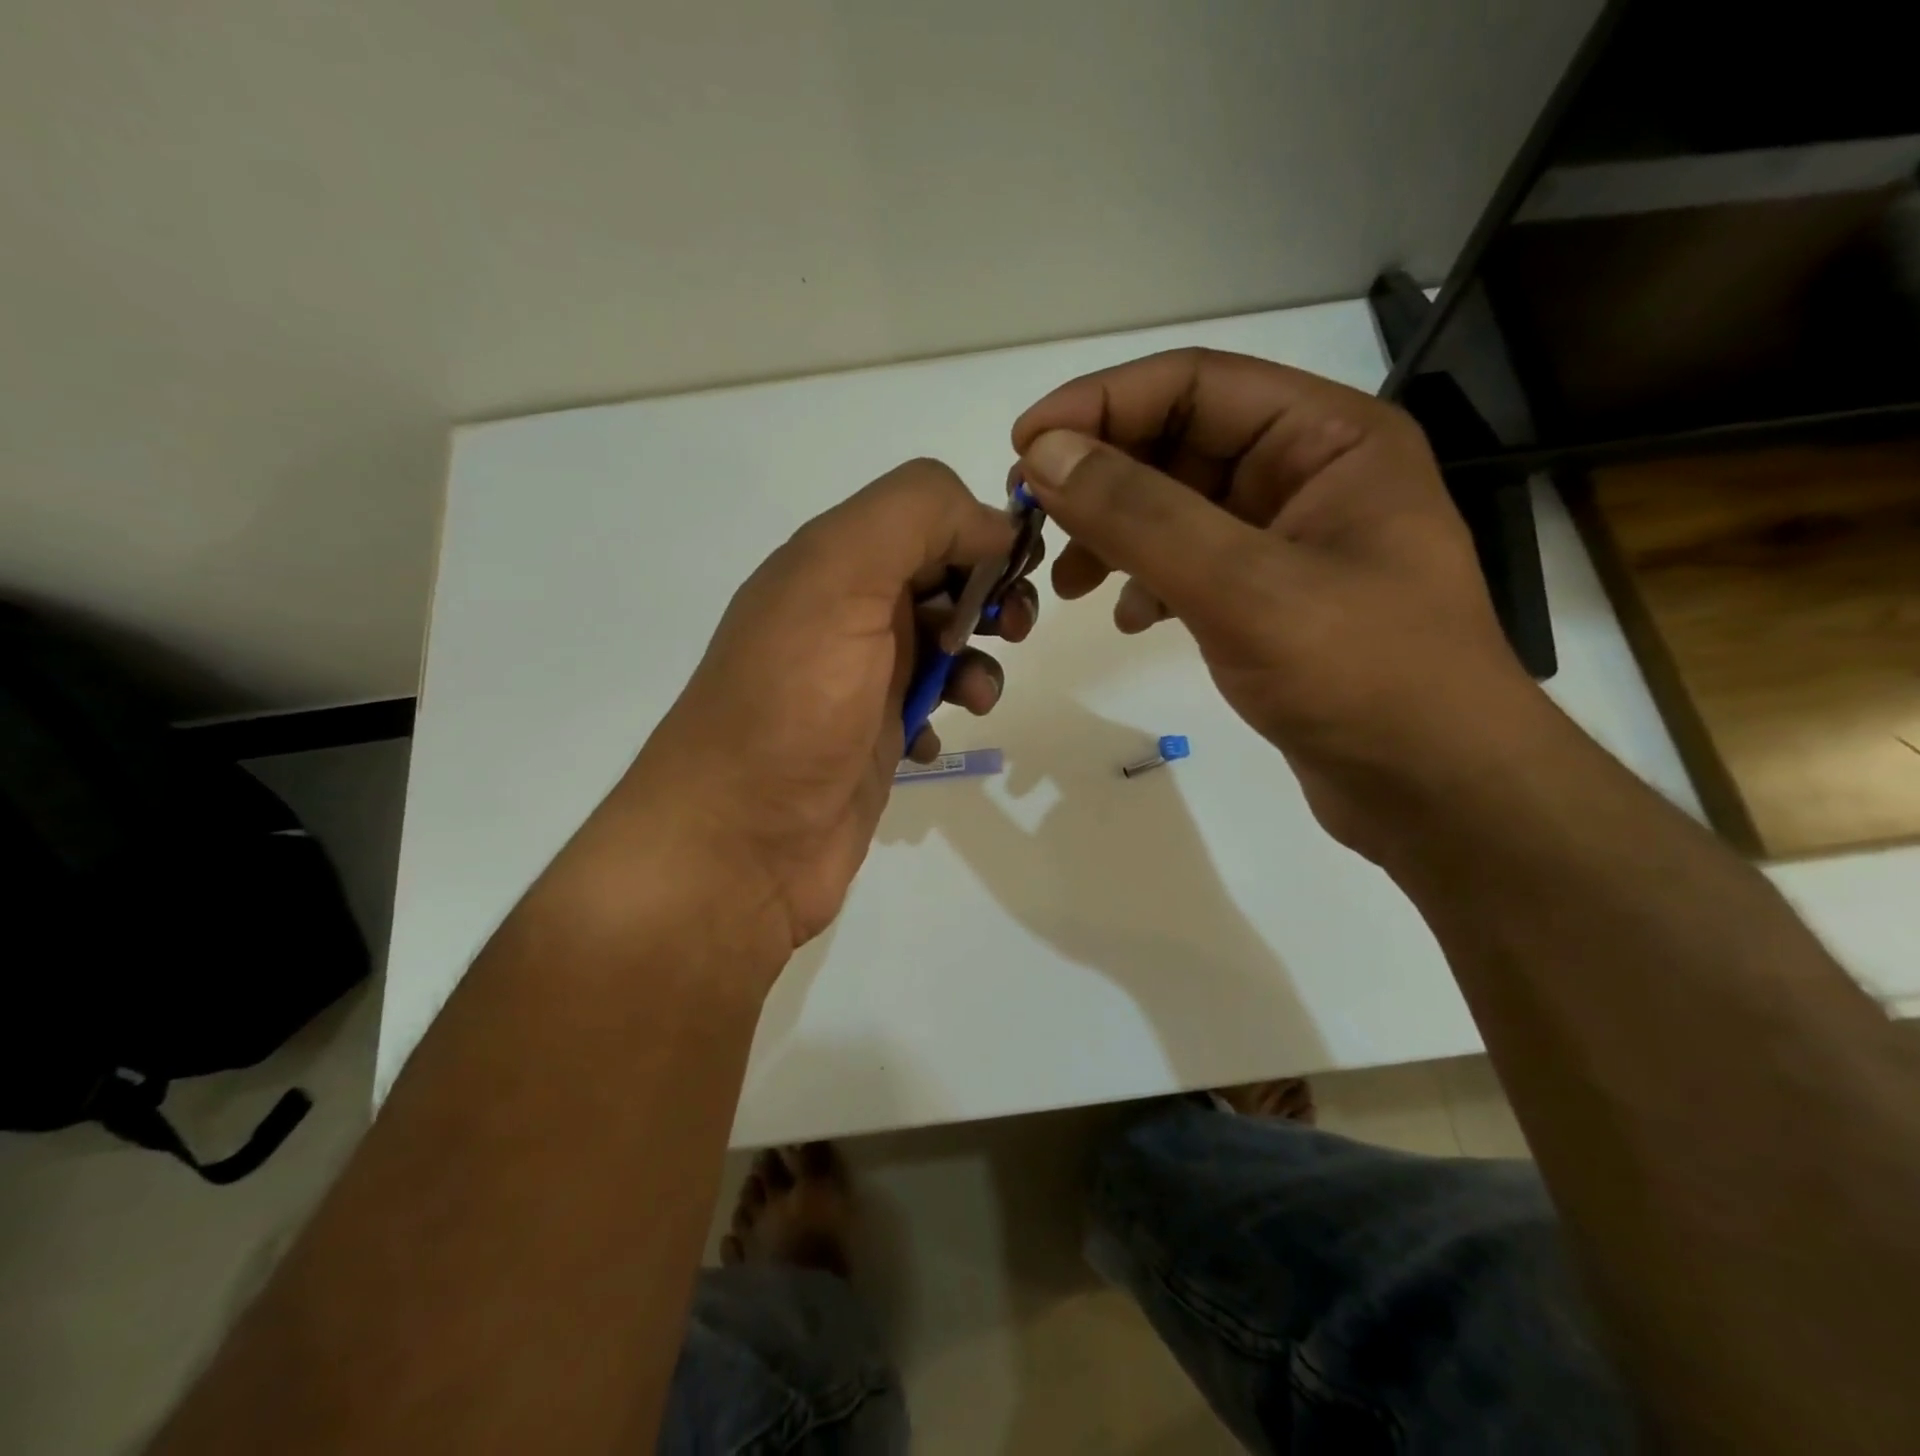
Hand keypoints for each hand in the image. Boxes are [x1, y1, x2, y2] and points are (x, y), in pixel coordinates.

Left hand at [603, 459, 1036, 956]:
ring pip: (941, 645)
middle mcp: (841, 614)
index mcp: (830, 563)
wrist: (739, 844)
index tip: (1015, 571)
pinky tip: (928, 743)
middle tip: (1013, 629)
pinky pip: (927, 706)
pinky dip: (944, 713)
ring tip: (974, 697)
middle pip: (939, 577)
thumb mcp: (840, 579)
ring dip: (974, 661)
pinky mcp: (869, 740)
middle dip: (988, 594)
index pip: (926, 513)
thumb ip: (915, 519)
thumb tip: (992, 525)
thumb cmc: (792, 705)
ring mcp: (856, 681)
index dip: (978, 530)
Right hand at [1012, 348, 1539, 853]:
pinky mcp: (1269, 600)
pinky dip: (1146, 583)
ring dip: (1114, 535)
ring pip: (1176, 510)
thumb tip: (1046, 454)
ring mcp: (1288, 541)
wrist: (1434, 792)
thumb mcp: (1243, 586)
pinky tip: (1130, 620)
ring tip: (1067, 583)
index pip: (1194, 384)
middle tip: (1031, 520)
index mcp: (1327, 438)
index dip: (1101, 403)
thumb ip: (1140, 515)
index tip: (1024, 445)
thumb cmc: (1362, 676)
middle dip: (1100, 479)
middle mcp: (1308, 475)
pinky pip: (1189, 567)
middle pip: (1178, 445)